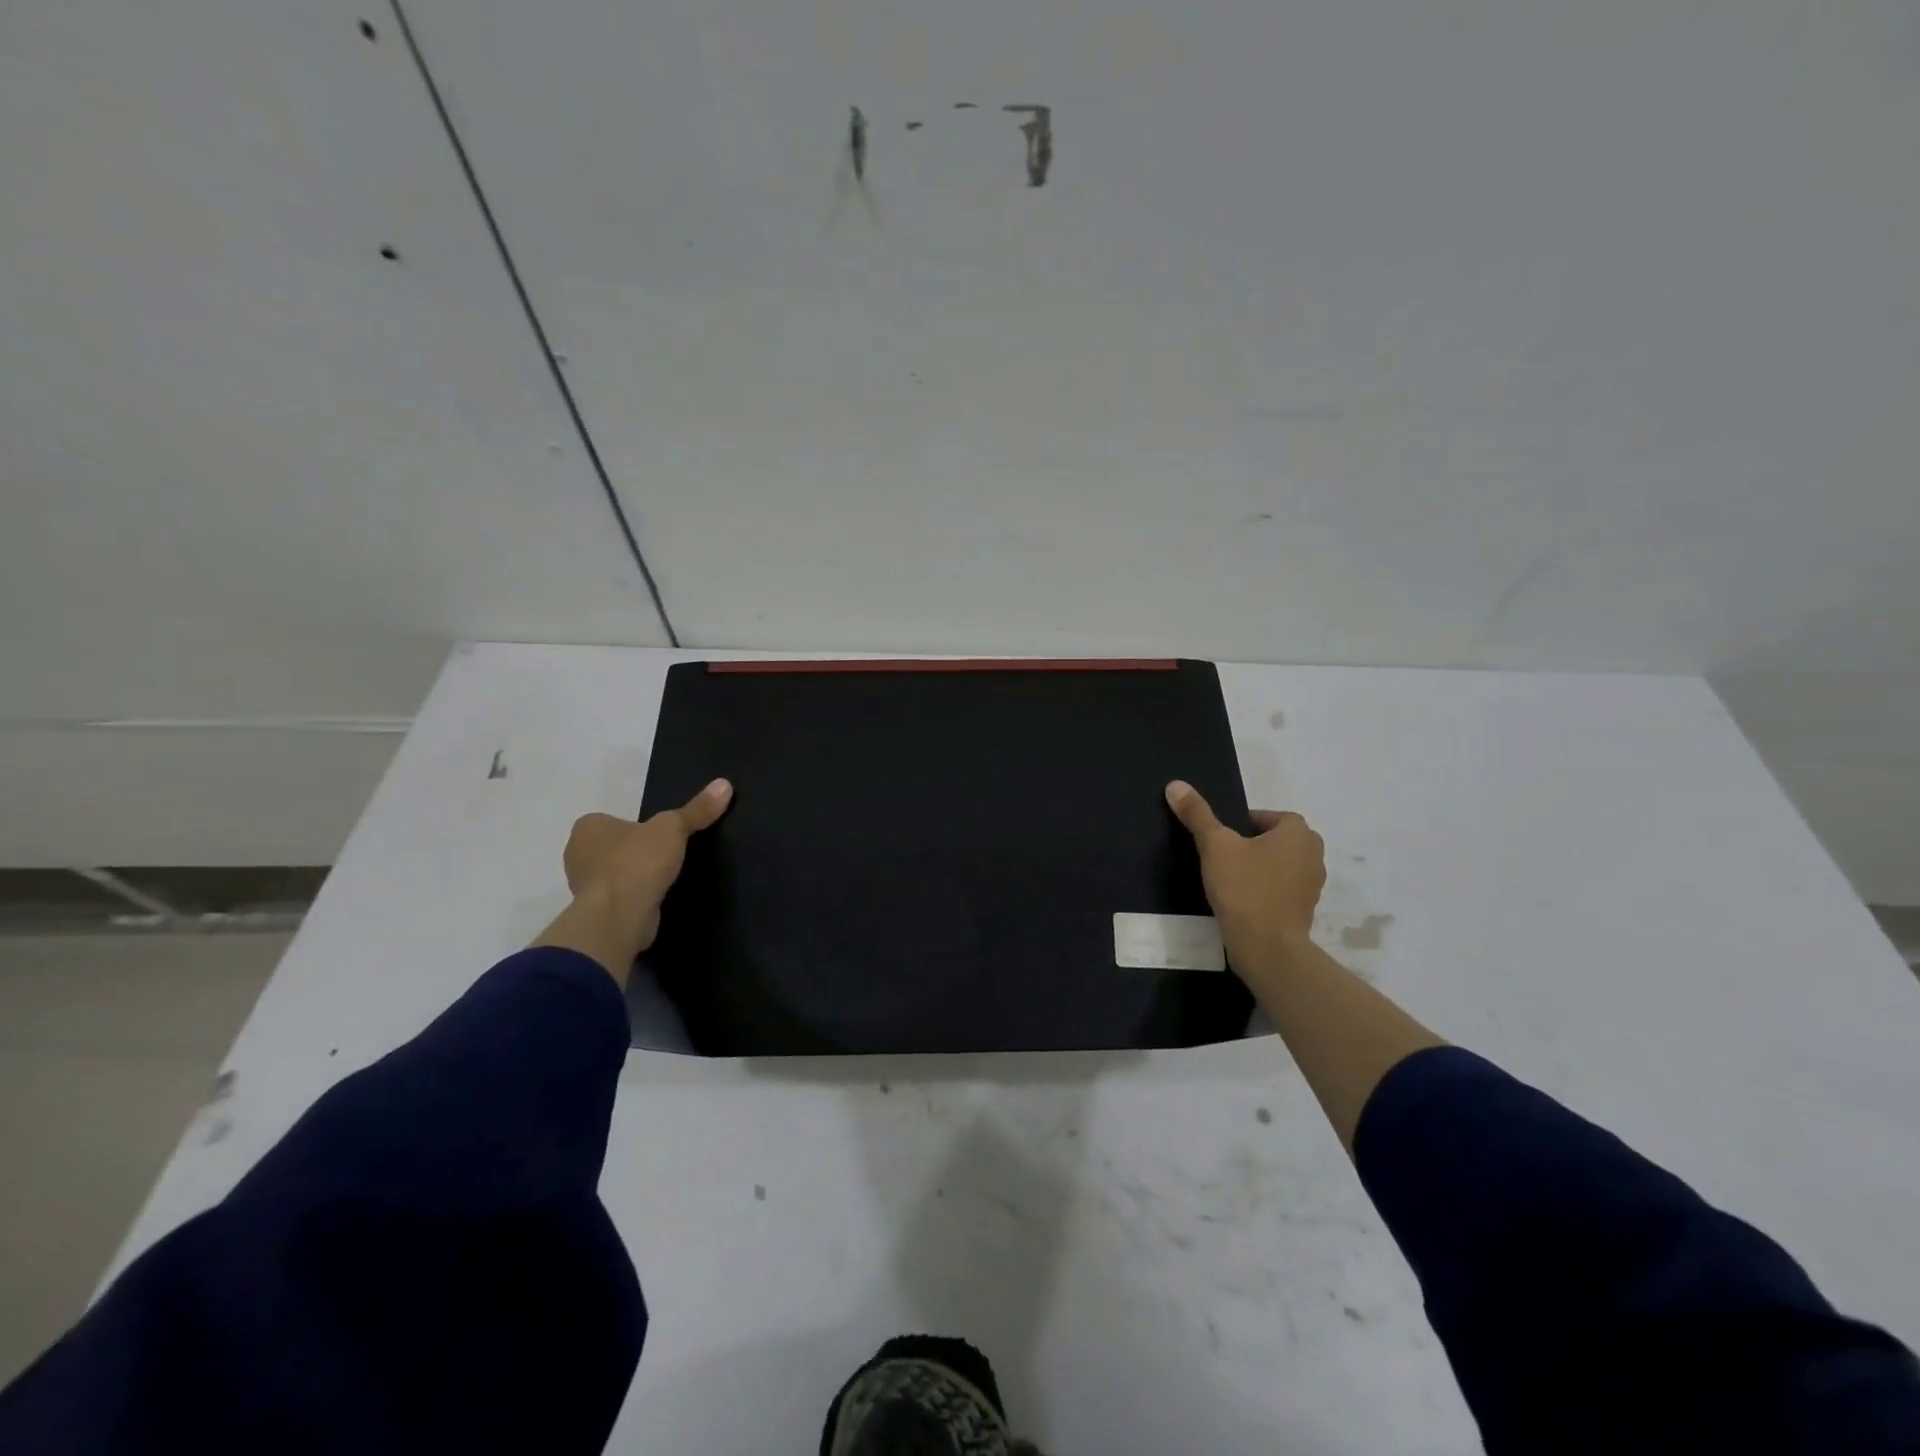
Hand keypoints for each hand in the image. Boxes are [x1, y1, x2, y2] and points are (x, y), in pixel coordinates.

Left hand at [560, 779, 732, 952]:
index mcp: (588, 826)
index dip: (639, 826)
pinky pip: (620, 897)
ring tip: (666, 877)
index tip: (662, 836)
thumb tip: (724, 784)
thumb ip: (697, 809)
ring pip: (616, 873)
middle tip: (667, 855)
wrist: (619, 917)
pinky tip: (656, 898)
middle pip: (615, 847)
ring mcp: (583, 886)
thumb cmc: (637, 862)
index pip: (615, 820)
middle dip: (637, 852)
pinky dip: (636, 896)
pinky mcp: (595, 912)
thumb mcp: (674, 828)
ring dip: (636, 876)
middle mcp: (577, 853)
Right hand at [1165, 780, 1325, 968]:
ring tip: (1229, 880)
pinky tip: (1241, 901)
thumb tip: (1176, 784)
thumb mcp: (1215, 846)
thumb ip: (1197, 815)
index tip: (1220, 840)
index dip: (1240, 825)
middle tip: (1222, 858)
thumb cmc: (1244, 888)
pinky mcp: (1305, 909)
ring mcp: (1312, 884)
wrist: (1266, 947)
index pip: (1265, 816)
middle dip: (1250, 845)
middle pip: (1273, 839)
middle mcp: (1313, 853)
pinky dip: (1264, 890)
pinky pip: (1281, 889)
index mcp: (1297, 831)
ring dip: (1258, 868)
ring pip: (1278, 865)